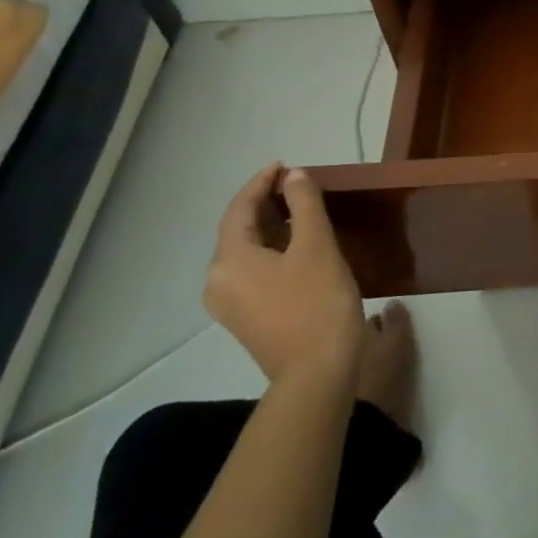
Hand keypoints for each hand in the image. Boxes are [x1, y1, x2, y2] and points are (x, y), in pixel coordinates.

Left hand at [204, 163, 366, 392]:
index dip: (261, 182)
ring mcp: (230, 304)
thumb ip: (304, 205)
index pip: (238, 208)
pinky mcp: (247, 318)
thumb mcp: (316, 245)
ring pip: (246, 251)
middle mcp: (218, 281)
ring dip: (270, 226)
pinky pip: (253, 270)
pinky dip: (272, 249)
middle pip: (238, 230)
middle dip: (265, 203)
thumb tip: (294, 176)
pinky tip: (298, 244)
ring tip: (301, 208)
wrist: (318, 373)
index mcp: (229, 261)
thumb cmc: (317, 303)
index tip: (286, 164)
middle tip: (297, 184)